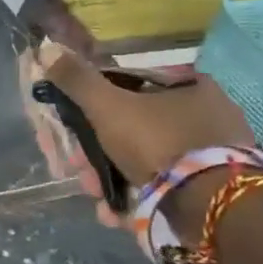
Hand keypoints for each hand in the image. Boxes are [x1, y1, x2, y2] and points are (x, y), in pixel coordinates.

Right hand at [38, 39, 253, 238]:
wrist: (211, 204)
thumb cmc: (158, 143)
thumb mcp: (108, 107)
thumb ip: (77, 81)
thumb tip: (46, 49)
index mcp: (190, 86)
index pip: (129, 90)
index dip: (94, 112)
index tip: (73, 136)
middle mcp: (208, 115)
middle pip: (134, 130)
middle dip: (98, 155)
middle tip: (81, 174)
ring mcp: (213, 154)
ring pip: (146, 162)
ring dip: (113, 180)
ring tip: (100, 202)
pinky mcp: (215, 189)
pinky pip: (166, 187)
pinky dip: (139, 198)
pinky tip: (118, 214)